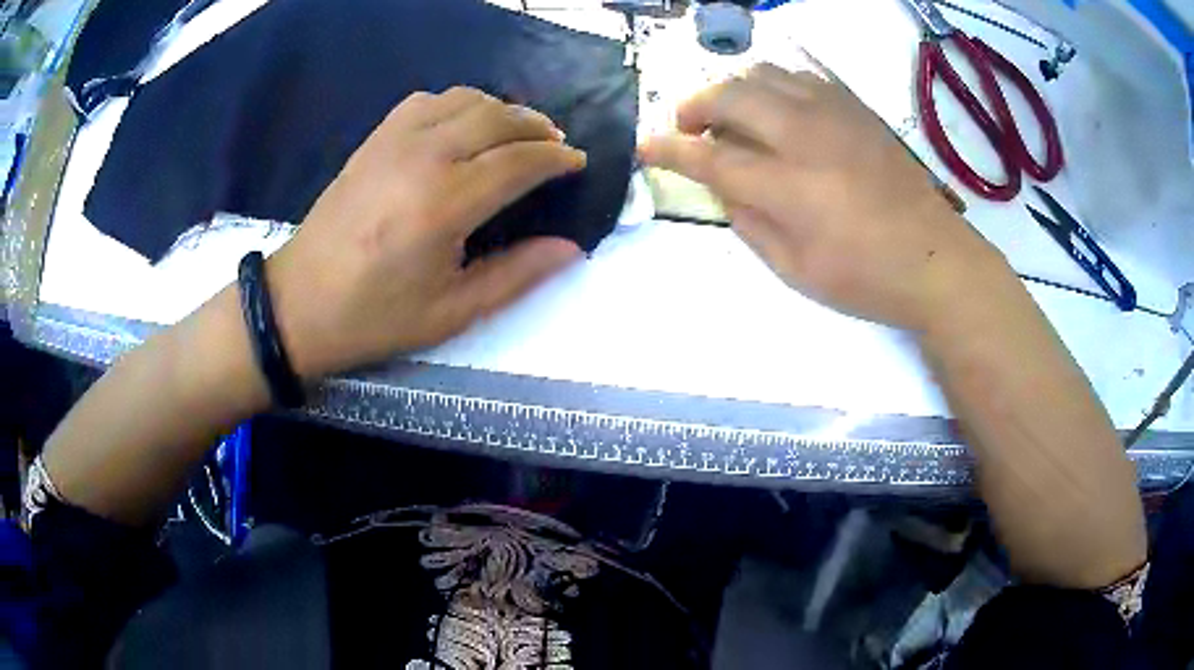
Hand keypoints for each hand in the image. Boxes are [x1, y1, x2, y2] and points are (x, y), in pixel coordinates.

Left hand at [266, 87, 586, 378]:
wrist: (299, 304)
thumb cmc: (375, 316)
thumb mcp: (451, 312)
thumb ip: (516, 275)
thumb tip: (570, 248)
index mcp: (444, 205)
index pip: (519, 161)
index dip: (556, 158)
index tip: (577, 162)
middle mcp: (423, 158)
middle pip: (497, 118)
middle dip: (537, 126)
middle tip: (556, 144)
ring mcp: (393, 142)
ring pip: (464, 99)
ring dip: (501, 109)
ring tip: (517, 132)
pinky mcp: (373, 140)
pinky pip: (426, 101)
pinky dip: (458, 103)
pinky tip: (463, 125)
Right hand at [639, 64, 1007, 330]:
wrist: (935, 258)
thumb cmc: (864, 277)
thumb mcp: (795, 269)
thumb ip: (748, 221)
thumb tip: (721, 185)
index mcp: (789, 186)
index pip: (711, 157)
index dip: (670, 150)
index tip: (644, 146)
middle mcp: (806, 135)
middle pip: (731, 96)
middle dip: (695, 105)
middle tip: (686, 126)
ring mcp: (834, 114)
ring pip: (763, 74)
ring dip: (733, 89)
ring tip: (729, 114)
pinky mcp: (855, 108)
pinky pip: (800, 77)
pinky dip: (772, 85)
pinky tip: (775, 108)